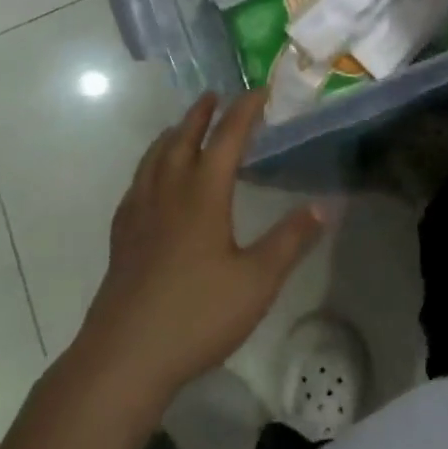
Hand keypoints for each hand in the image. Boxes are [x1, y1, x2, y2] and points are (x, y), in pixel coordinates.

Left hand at [74, 91, 326, 409]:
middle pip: (184, 138)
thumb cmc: (197, 314)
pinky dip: (150, 165)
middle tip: (214, 96)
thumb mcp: (257, 281)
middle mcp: (169, 190)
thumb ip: (291, 240)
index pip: (227, 137)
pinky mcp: (123, 234)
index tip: (261, 92)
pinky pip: (137, 182)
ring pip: (155, 156)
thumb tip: (324, 205)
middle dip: (202, 113)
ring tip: (182, 127)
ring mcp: (140, 211)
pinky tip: (151, 181)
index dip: (245, 111)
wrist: (125, 356)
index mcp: (203, 193)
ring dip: (173, 134)